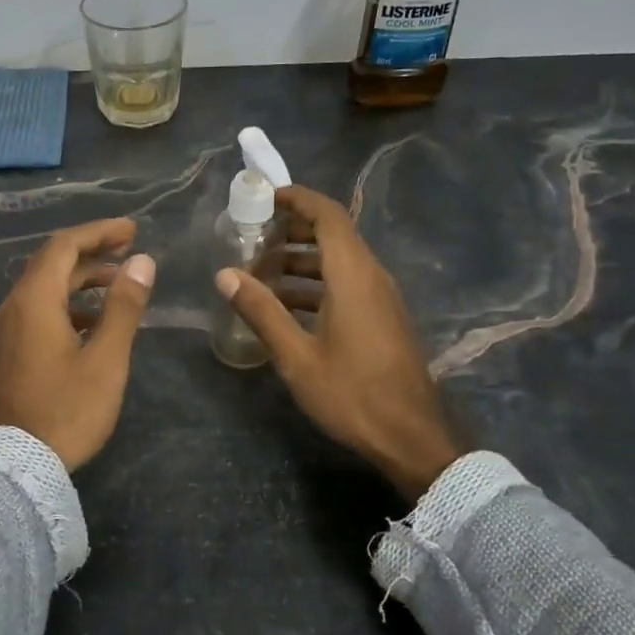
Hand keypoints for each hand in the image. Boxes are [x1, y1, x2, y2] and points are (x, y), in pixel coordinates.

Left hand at [0, 218, 155, 470]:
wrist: (18, 464)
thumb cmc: (68, 410)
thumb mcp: (106, 359)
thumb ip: (123, 307)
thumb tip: (142, 262)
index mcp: (35, 301)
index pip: (64, 246)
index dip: (99, 232)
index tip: (133, 231)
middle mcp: (14, 307)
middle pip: (52, 262)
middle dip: (91, 250)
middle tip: (130, 248)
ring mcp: (8, 330)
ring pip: (45, 287)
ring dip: (81, 278)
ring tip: (119, 283)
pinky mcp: (10, 350)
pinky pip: (39, 310)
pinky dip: (68, 303)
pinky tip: (94, 321)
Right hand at [215, 186, 468, 497]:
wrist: (410, 436)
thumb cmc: (351, 393)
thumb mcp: (296, 355)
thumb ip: (261, 311)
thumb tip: (225, 275)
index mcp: (352, 275)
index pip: (328, 215)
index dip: (298, 199)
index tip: (265, 198)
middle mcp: (371, 276)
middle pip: (334, 234)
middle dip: (292, 229)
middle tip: (253, 238)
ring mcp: (380, 297)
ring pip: (339, 261)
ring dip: (301, 259)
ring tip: (261, 273)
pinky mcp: (382, 318)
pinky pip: (347, 283)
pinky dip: (316, 283)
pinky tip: (286, 307)